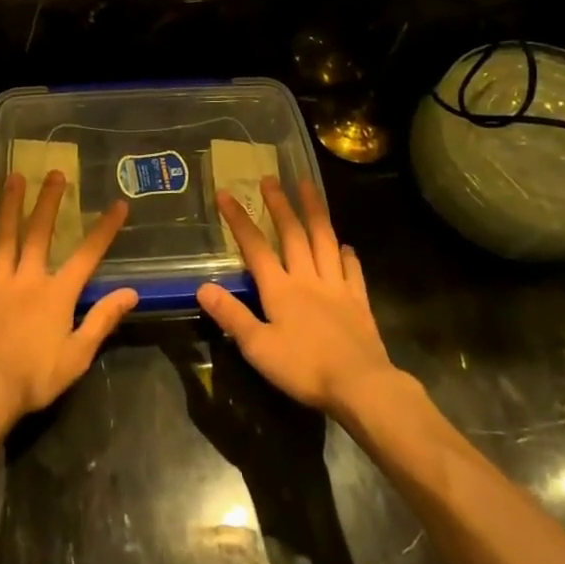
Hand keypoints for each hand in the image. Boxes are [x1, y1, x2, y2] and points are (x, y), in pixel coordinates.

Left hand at [0, 171, 137, 422]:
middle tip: (55, 173)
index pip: (87, 255)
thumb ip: (103, 320)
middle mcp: (28, 278)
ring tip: (14, 177)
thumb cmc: (35, 377)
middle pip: (40, 233)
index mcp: (57, 294)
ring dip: (10, 205)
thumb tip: (131, 292)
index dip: (104, 229)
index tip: (118, 204)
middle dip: (49, 201)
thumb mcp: (78, 355)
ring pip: (5, 236)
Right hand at [198, 178, 398, 418]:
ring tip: (308, 186)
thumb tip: (203, 286)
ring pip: (324, 240)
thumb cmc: (304, 368)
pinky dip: (347, 255)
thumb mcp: (258, 347)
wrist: (361, 385)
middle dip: (279, 204)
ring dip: (315, 212)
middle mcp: (307, 278)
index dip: (238, 219)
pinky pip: (352, 270)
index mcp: (280, 289)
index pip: (255, 246)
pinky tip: (347, 247)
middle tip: (270, 178)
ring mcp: (336, 287)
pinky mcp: (358, 302)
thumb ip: (232, 315)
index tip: (225, 193)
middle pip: (292, 234)